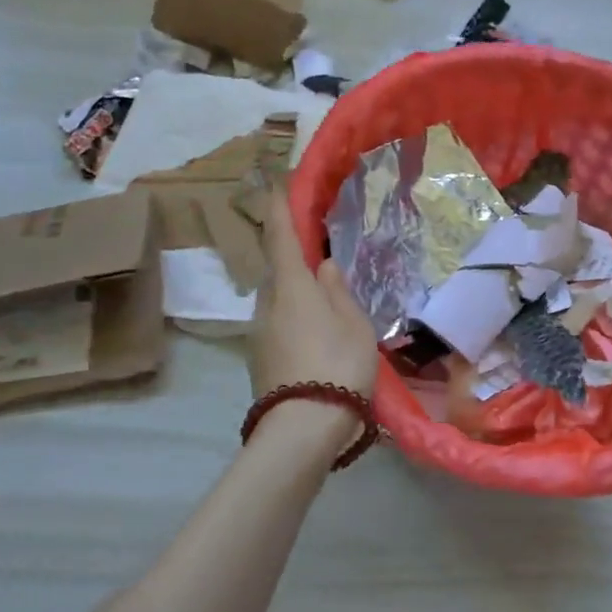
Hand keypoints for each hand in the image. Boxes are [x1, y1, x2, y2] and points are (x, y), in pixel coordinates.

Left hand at [250, 189, 380, 406]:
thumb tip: (323, 265)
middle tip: (318, 251)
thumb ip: (336, 290)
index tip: (276, 182)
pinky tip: (316, 333)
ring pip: (278, 299)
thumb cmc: (337, 364)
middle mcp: (267, 304)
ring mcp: (259, 334)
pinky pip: (279, 324)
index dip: (278, 207)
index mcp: (291, 286)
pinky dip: (295, 317)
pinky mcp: (260, 359)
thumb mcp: (353, 323)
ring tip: (325, 300)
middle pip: (277, 270)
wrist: (302, 429)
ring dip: (295, 292)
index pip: (279, 235)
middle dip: (292, 256)